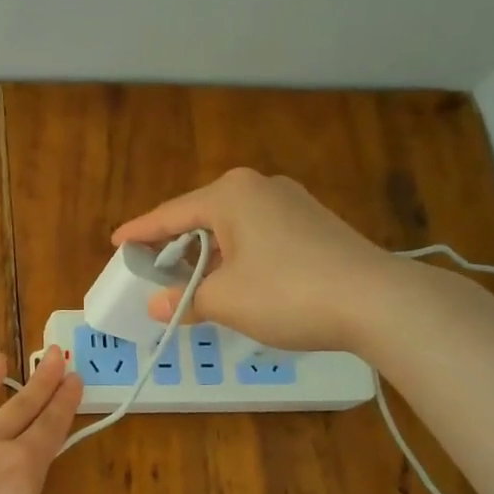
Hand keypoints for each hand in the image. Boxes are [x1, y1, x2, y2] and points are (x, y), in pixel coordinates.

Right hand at [111, 168, 396, 350]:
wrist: (376, 301)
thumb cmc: (286, 293)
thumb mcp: (225, 300)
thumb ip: (185, 300)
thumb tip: (157, 306)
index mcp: (230, 194)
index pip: (170, 215)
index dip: (140, 233)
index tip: (117, 243)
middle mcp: (260, 187)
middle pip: (201, 217)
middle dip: (175, 246)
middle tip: (152, 270)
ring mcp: (292, 203)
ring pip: (232, 228)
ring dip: (208, 256)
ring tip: (190, 284)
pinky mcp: (314, 224)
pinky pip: (259, 235)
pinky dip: (237, 257)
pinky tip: (234, 282)